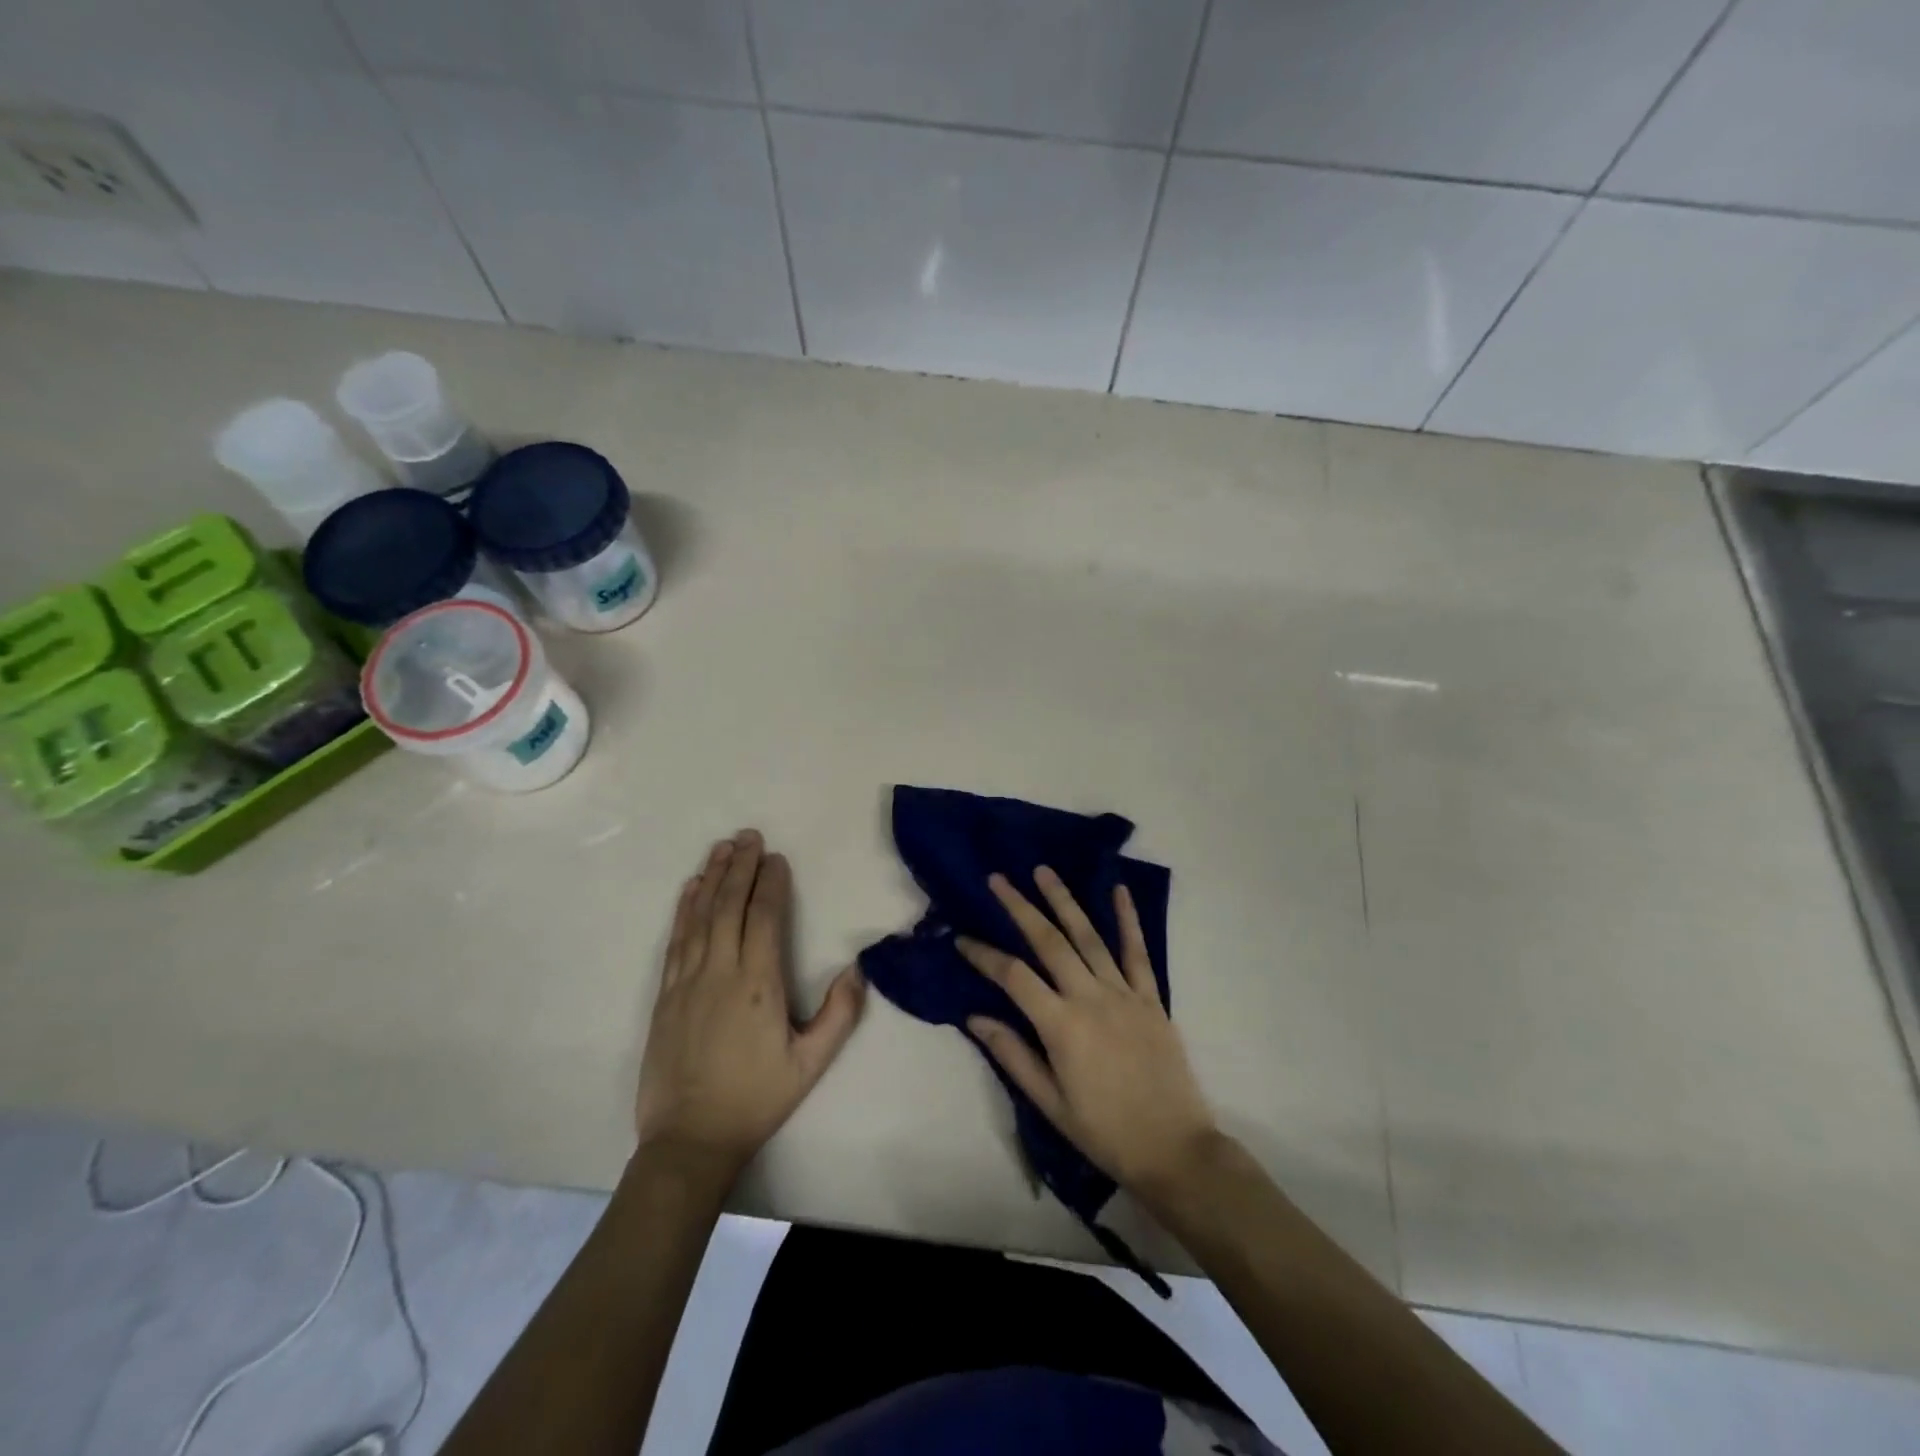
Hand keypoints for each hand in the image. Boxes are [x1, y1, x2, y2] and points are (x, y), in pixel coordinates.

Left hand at [635, 830, 865, 1183]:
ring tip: (722, 847)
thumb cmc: (756, 1098)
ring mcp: (688, 980)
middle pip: (730, 905)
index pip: (765, 917)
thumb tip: (858, 970)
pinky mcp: (666, 994)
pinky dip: (685, 908)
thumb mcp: (810, 1064)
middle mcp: (720, 971)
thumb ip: (839, 1015)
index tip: (776, 858)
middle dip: (740, 866)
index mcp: (759, 984)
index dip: (771, 883)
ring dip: (712, 877)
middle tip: (749, 835)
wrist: (689, 1139)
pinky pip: (676, 939)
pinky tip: (690, 888)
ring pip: (700, 915)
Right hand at [957, 868, 1217, 1203]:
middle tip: (998, 879)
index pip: (1014, 977)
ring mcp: (1125, 994)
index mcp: (1062, 1026)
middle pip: (1049, 942)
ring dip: (1064, 900)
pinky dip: (1127, 919)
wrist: (1175, 1151)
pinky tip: (1118, 890)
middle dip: (1020, 907)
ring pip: (1089, 936)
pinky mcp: (1152, 998)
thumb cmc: (1105, 1133)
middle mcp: (1091, 998)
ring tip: (1043, 871)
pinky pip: (1138, 952)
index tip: (962, 938)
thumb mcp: (1050, 1104)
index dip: (984, 955)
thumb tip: (975, 1017)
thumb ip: (1013, 1055)